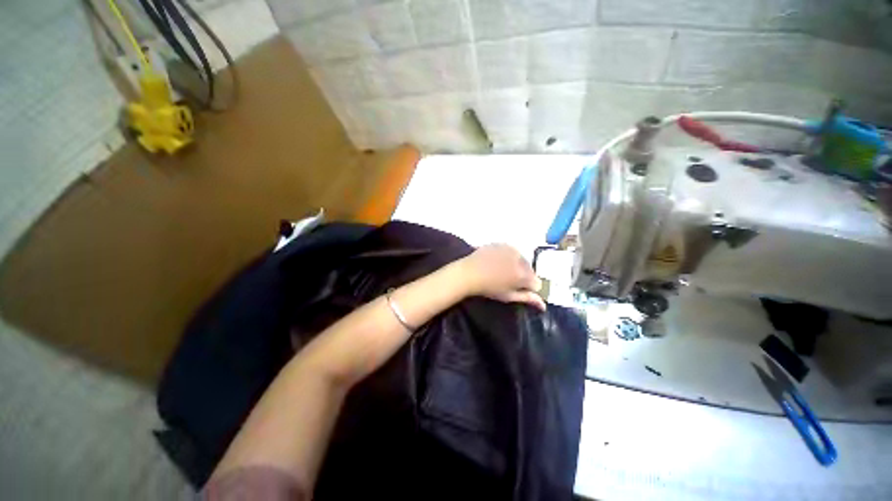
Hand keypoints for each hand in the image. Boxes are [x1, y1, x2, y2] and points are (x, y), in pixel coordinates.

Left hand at [457, 244, 545, 310]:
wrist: (468, 273)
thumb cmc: (488, 288)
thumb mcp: (508, 296)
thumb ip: (527, 298)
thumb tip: (543, 305)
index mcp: (524, 274)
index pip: (537, 283)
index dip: (529, 288)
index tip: (519, 290)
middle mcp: (521, 259)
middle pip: (530, 269)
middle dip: (524, 275)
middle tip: (510, 281)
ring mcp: (511, 249)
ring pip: (521, 259)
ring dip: (516, 265)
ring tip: (502, 271)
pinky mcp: (502, 244)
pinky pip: (511, 251)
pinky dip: (508, 257)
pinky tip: (498, 262)